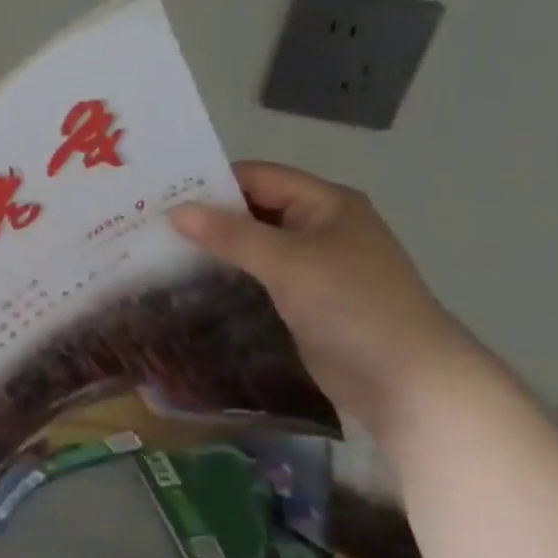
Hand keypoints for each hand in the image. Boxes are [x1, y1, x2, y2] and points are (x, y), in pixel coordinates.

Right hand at [168, 162, 474, 433]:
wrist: (406, 380)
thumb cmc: (351, 305)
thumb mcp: (288, 261)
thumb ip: (231, 235)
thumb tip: (176, 212)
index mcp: (326, 203)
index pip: (259, 177)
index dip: (212, 183)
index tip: (161, 195)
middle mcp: (320, 227)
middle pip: (254, 210)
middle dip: (208, 217)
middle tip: (151, 225)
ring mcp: (314, 267)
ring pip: (254, 246)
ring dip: (215, 248)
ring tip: (160, 252)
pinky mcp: (305, 301)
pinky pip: (259, 277)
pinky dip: (229, 276)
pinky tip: (192, 283)